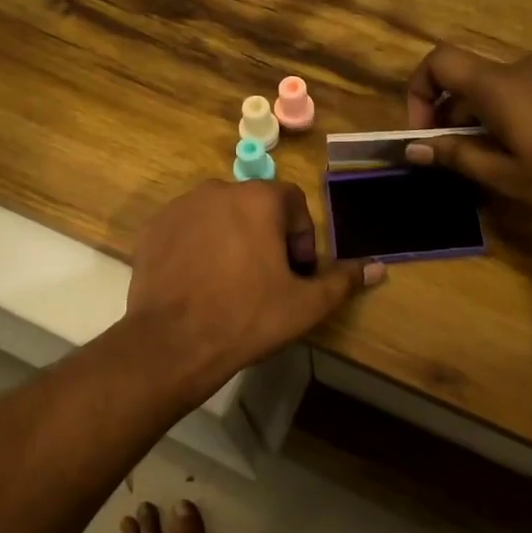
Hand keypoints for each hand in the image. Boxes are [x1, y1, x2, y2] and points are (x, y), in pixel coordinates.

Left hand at [126, 180, 382, 390]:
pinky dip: (197, 247)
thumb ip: (343, 280)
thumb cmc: (247, 318)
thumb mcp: (305, 305)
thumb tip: (379, 267)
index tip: (294, 272)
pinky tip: (197, 282)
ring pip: (219, 216)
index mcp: (258, 198)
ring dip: (231, 239)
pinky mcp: (152, 227)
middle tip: (265, 279)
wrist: (172, 343)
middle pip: (254, 207)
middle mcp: (218, 189)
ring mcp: (180, 206)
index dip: (300, 237)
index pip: (292, 202)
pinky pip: (186, 229)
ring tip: (229, 282)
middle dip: (266, 237)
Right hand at [404, 44, 531, 225]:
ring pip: (495, 90)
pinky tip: (527, 157)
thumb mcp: (509, 178)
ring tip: (493, 167)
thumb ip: (457, 157)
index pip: (438, 62)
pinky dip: (507, 118)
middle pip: (466, 80)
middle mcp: (522, 69)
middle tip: (456, 163)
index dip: (418, 92)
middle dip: (449, 118)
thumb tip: (414, 147)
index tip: (425, 134)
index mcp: (500, 86)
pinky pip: (523, 94)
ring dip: (479, 122)